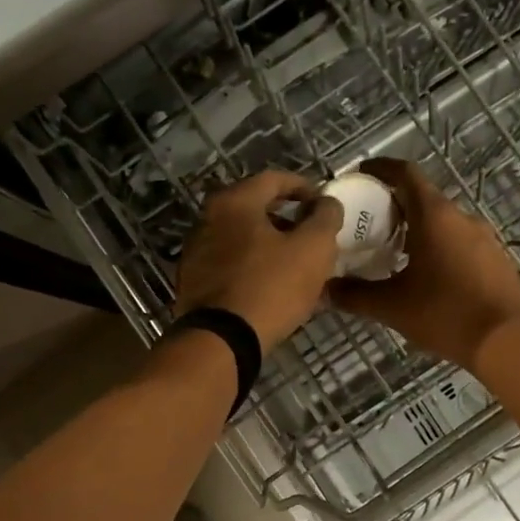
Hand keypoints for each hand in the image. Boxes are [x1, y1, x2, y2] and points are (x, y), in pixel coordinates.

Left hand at [175, 171, 342, 352]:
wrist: (222, 341)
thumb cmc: (271, 286)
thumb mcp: (313, 248)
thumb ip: (326, 217)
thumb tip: (326, 203)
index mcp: (234, 202)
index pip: (274, 179)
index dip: (305, 188)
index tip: (324, 204)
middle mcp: (207, 219)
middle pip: (255, 209)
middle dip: (287, 220)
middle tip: (311, 237)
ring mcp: (195, 252)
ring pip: (242, 239)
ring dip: (269, 246)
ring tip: (295, 266)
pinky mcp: (193, 283)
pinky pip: (230, 266)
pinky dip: (252, 268)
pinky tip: (270, 288)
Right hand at [331, 159, 519, 371]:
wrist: (507, 341)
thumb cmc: (445, 313)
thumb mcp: (392, 306)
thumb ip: (354, 295)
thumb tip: (323, 290)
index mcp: (434, 215)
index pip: (405, 173)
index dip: (380, 169)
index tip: (361, 173)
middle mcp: (461, 216)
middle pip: (423, 197)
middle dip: (395, 205)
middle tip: (368, 223)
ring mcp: (483, 236)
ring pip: (443, 221)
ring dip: (418, 228)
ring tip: (393, 251)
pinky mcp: (496, 257)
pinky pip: (460, 240)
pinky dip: (438, 245)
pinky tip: (426, 274)